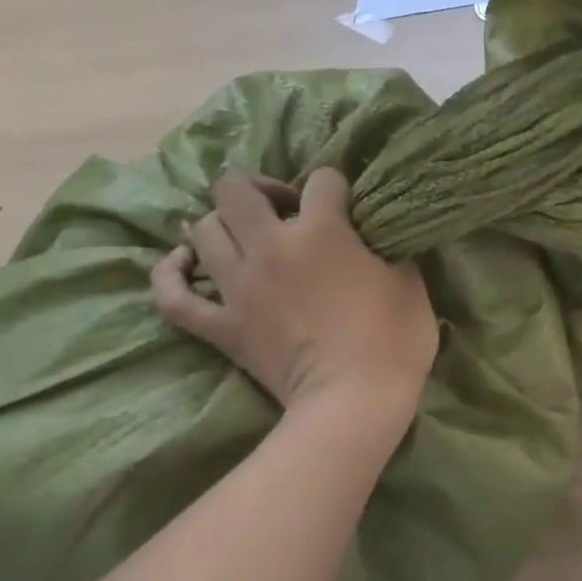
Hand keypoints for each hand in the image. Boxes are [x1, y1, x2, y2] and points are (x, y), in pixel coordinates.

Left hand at [151, 170, 437, 420]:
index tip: (347, 206)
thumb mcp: (409, 282)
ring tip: (242, 234)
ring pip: (203, 230)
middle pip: (237, 190)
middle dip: (258, 187)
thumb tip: (374, 239)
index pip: (322, 180)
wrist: (354, 400)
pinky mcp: (221, 325)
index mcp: (322, 230)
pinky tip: (183, 262)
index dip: (336, 186)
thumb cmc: (393, 338)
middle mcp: (271, 246)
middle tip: (283, 208)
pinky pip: (173, 296)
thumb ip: (387, 249)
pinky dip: (172, 274)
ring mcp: (238, 287)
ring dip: (221, 223)